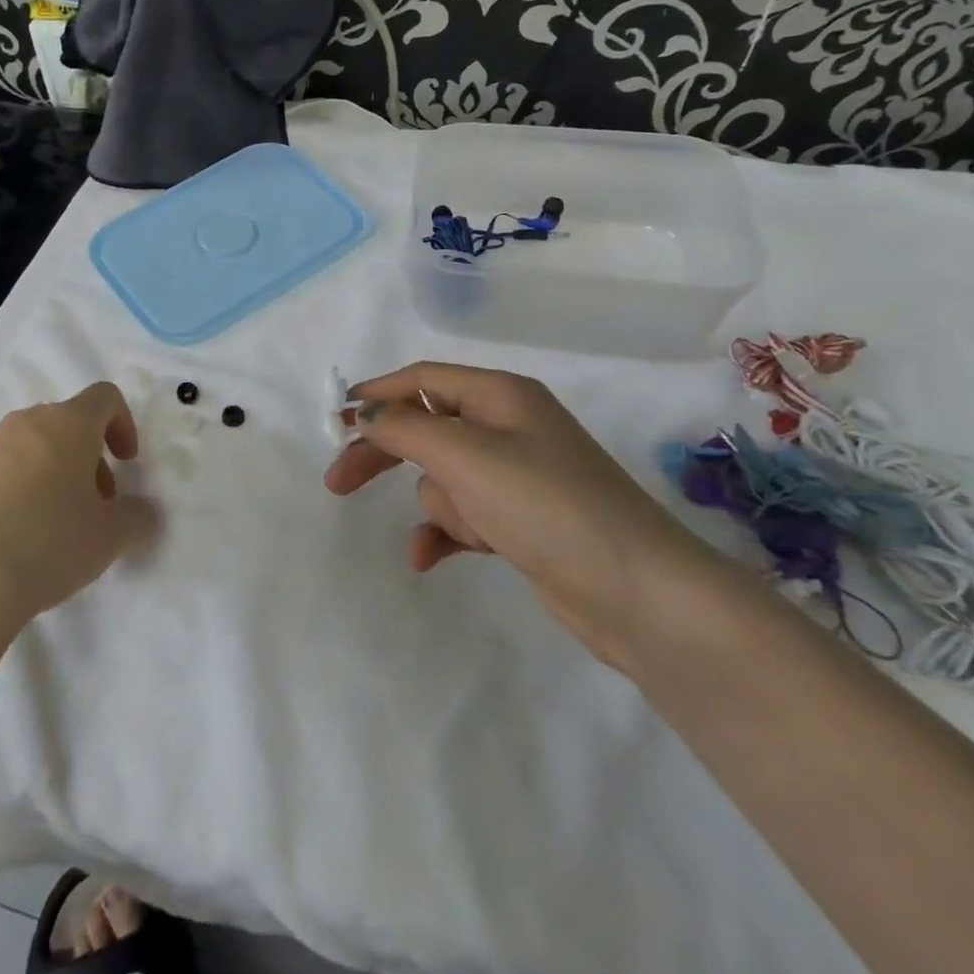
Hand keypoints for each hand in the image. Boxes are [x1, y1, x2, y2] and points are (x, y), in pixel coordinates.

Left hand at [0, 382, 156, 631]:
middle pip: (69, 423)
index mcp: (67, 423)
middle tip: (97, 505)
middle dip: (90, 458)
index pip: (104, 397)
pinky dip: (23, 491)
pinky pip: (5, 472)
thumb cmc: (48, 544)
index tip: (127, 464)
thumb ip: (137, 517)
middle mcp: (25, 424)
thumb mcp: (111, 536)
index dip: (124, 425)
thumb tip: (141, 513)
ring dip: (57, 475)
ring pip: (36, 448)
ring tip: (59, 528)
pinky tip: (22, 539)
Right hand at [324, 362, 719, 671]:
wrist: (638, 593)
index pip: (422, 379)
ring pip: (445, 479)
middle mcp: (508, 427)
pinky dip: (445, 533)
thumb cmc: (546, 505)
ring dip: (444, 505)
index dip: (376, 394)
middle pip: (425, 428)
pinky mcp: (520, 521)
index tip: (334, 419)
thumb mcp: (465, 456)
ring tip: (474, 530)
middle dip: (385, 455)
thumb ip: (405, 427)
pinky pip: (462, 517)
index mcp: (500, 396)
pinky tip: (426, 559)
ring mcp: (517, 476)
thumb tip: (367, 413)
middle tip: (337, 481)